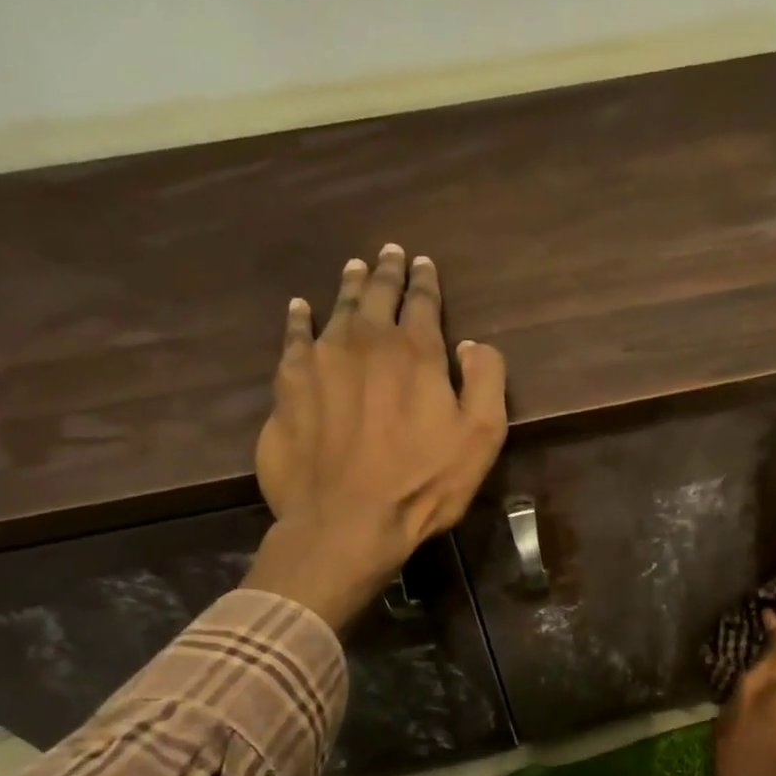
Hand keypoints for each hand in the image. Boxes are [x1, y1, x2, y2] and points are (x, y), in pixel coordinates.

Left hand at [243, 245, 507, 628]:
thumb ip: (486, 381)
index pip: (423, 302)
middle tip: (390, 253)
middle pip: (378, 295)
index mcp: (416, 352)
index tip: (424, 264)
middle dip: (387, 272)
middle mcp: (366, 342)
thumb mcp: (480, 438)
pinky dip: (299, 319)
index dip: (425, 282)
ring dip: (350, 286)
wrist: (344, 522)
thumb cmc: (422, 484)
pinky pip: (293, 338)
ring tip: (355, 268)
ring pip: (337, 309)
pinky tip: (301, 308)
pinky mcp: (288, 386)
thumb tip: (474, 344)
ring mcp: (321, 360)